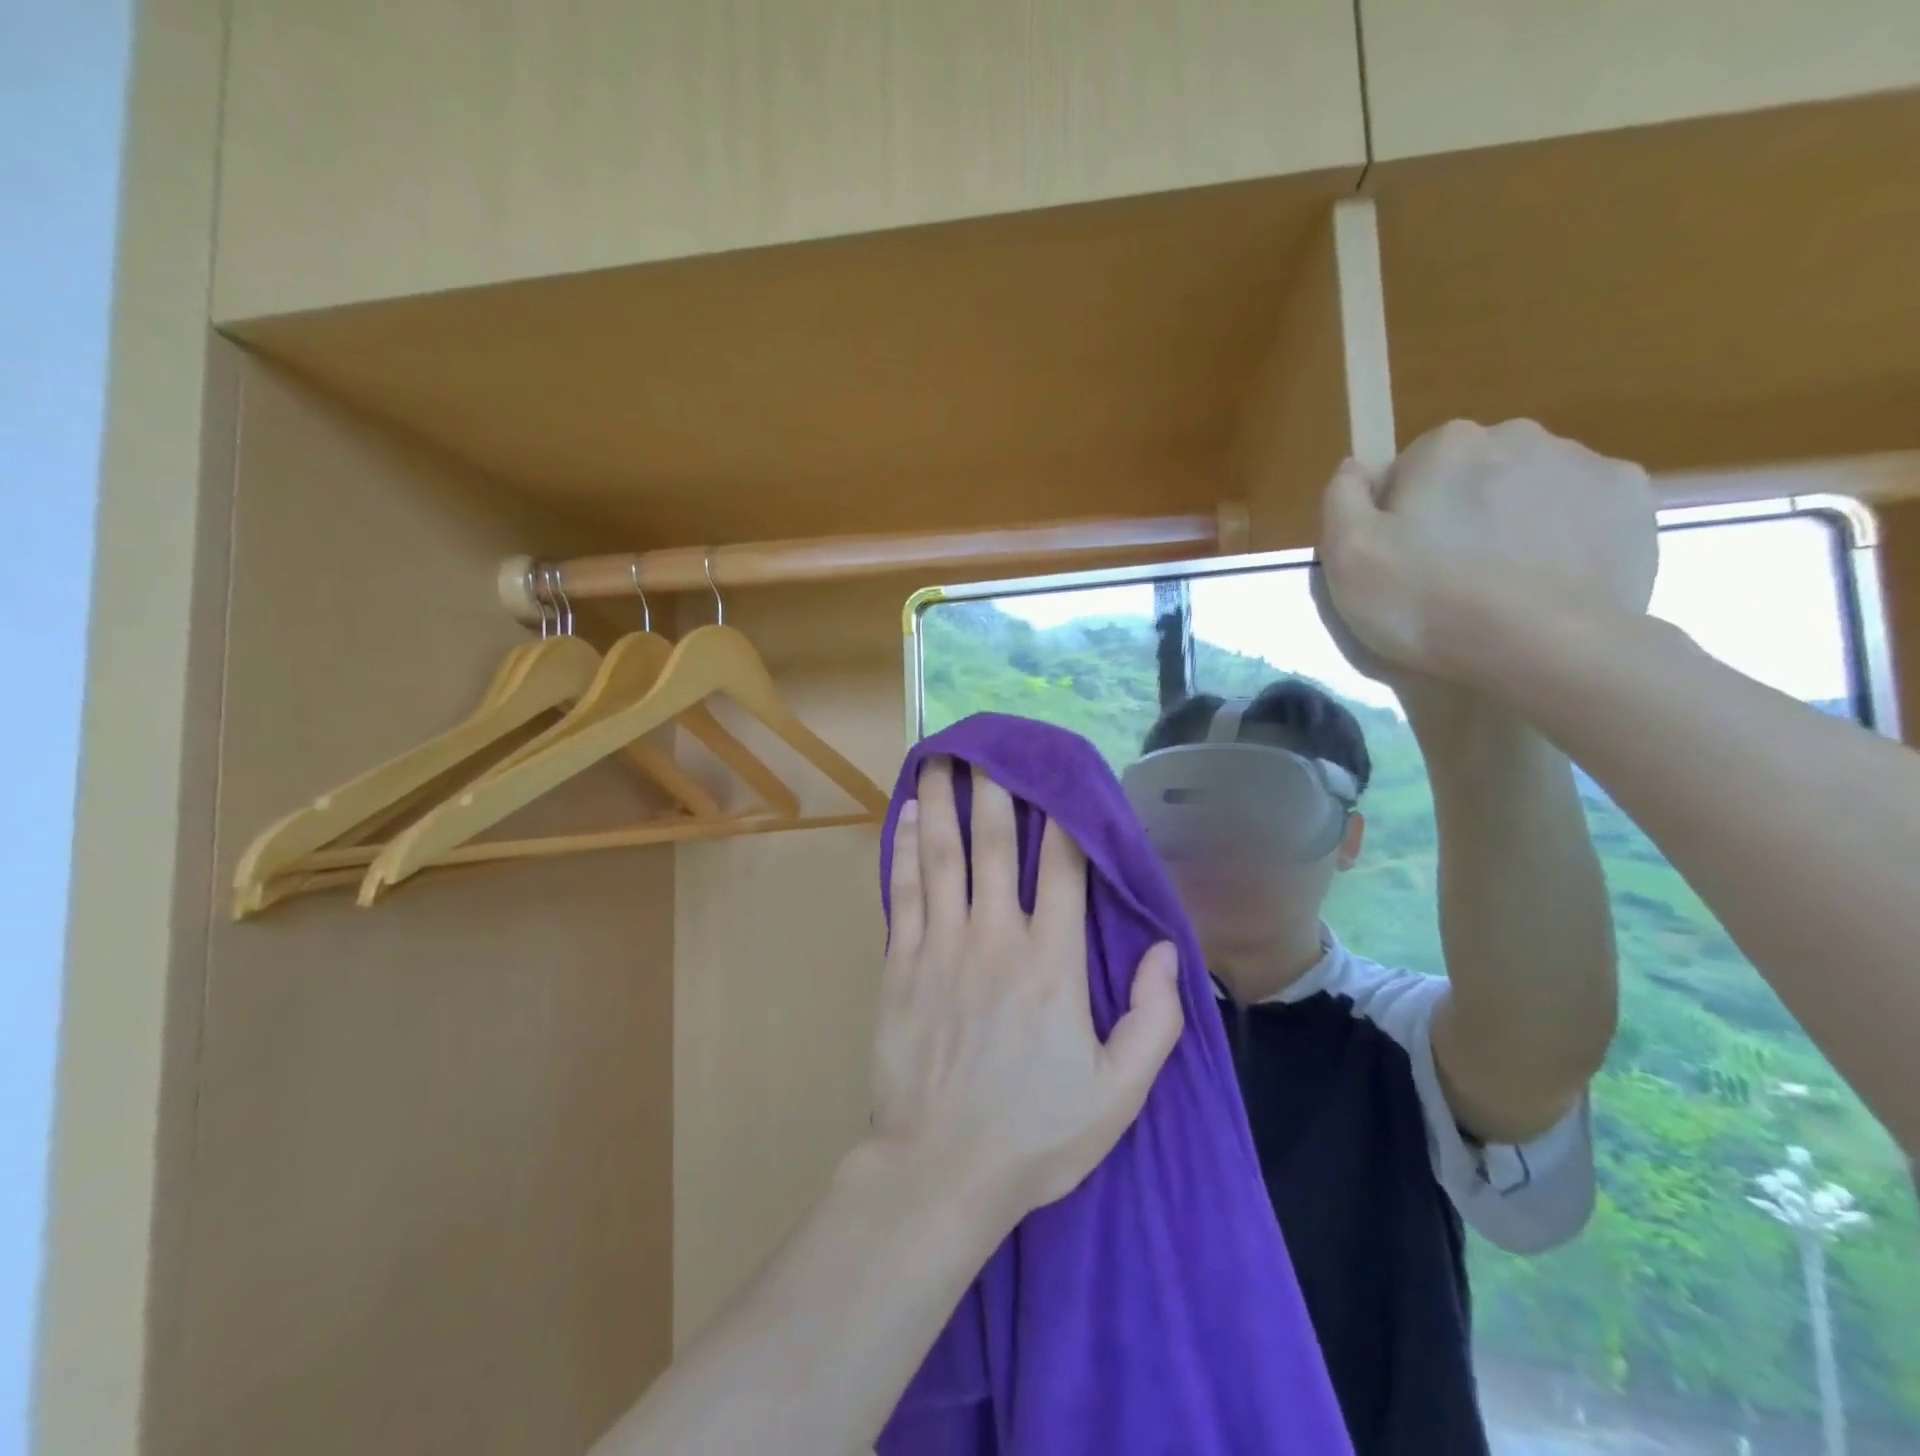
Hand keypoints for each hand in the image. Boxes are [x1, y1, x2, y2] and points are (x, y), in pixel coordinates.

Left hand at [867, 759, 1182, 1225]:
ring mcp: (942, 946)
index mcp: (1053, 963)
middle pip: (995, 844)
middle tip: (986, 743)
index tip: (1059, 776)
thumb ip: (1154, 1018)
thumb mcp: (1120, 1092)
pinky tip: (903, 817)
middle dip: (993, 788)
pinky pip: (904, 891)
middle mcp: (996, 938)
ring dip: (940, 802)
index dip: (1063, 817)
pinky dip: (903, 849)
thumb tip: (1170, 950)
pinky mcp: (901, 964)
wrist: (941, 1169)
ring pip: (941, 855)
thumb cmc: (1036, 1133)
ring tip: (937, 758)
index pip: (1063, 869)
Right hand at [1317, 419, 1657, 686]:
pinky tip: (1547, 579)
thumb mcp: (1347, 556)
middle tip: (1447, 576)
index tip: (1400, 560)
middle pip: (1471, 474)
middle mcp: (1518, 435)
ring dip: (1510, 523)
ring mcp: (1584, 464)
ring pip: (1527, 489)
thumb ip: (1342, 498)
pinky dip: (1563, 536)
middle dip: (1458, 512)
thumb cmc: (1426, 601)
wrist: (1543, 647)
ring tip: (1501, 585)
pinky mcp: (1632, 501)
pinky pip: (1580, 510)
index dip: (1398, 516)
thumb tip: (1356, 466)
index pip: (1408, 470)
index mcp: (1447, 444)